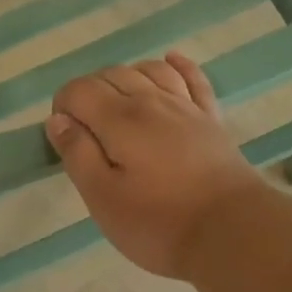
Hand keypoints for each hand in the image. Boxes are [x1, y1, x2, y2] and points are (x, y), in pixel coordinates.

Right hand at [45, 52, 266, 278]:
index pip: (79, 90)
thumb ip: (77, 154)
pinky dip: (178, 65)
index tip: (65, 137)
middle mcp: (151, 100)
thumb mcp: (103, 198)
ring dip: (125, 77)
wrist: (232, 232)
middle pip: (111, 74)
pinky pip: (192, 78)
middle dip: (89, 92)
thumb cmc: (159, 223)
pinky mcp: (211, 118)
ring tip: (117, 104)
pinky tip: (170, 60)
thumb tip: (58, 120)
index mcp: (119, 119)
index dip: (63, 106)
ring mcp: (185, 106)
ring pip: (148, 70)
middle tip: (87, 131)